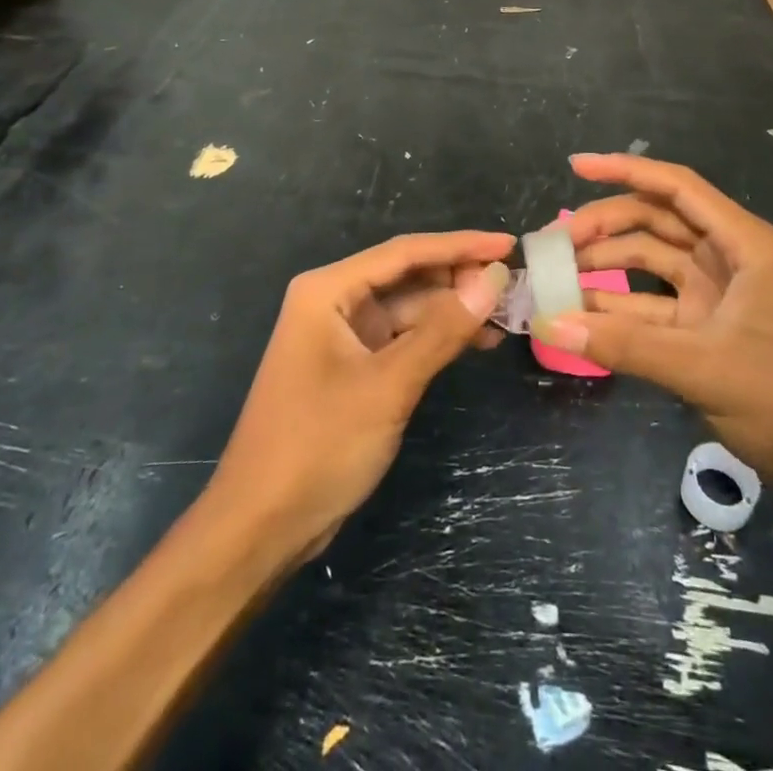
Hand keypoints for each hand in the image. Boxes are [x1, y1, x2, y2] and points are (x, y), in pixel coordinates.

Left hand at [203, 232, 512, 562]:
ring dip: (453, 310)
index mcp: (328, 290)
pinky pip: (403, 338)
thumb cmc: (317, 446)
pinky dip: (438, 338)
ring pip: (410, 308)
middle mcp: (334, 302)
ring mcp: (343, 335)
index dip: (460, 245)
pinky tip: (476, 342)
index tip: (507, 245)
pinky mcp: (353, 367)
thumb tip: (493, 281)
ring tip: (505, 315)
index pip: (405, 252)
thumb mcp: (388, 386)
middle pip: (408, 275)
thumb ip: (442, 331)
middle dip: (459, 278)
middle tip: (513, 285)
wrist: (259, 528)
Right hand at [536, 154, 772, 488]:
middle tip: (554, 244)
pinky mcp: (707, 327)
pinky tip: (582, 314)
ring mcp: (716, 293)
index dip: (625, 170)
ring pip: (650, 263)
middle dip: (605, 226)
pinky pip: (653, 305)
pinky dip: (620, 308)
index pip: (677, 188)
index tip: (576, 165)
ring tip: (556, 278)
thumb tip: (551, 323)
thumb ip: (625, 345)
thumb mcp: (704, 367)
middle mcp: (727, 257)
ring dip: (607, 267)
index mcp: (742, 243)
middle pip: (656, 222)